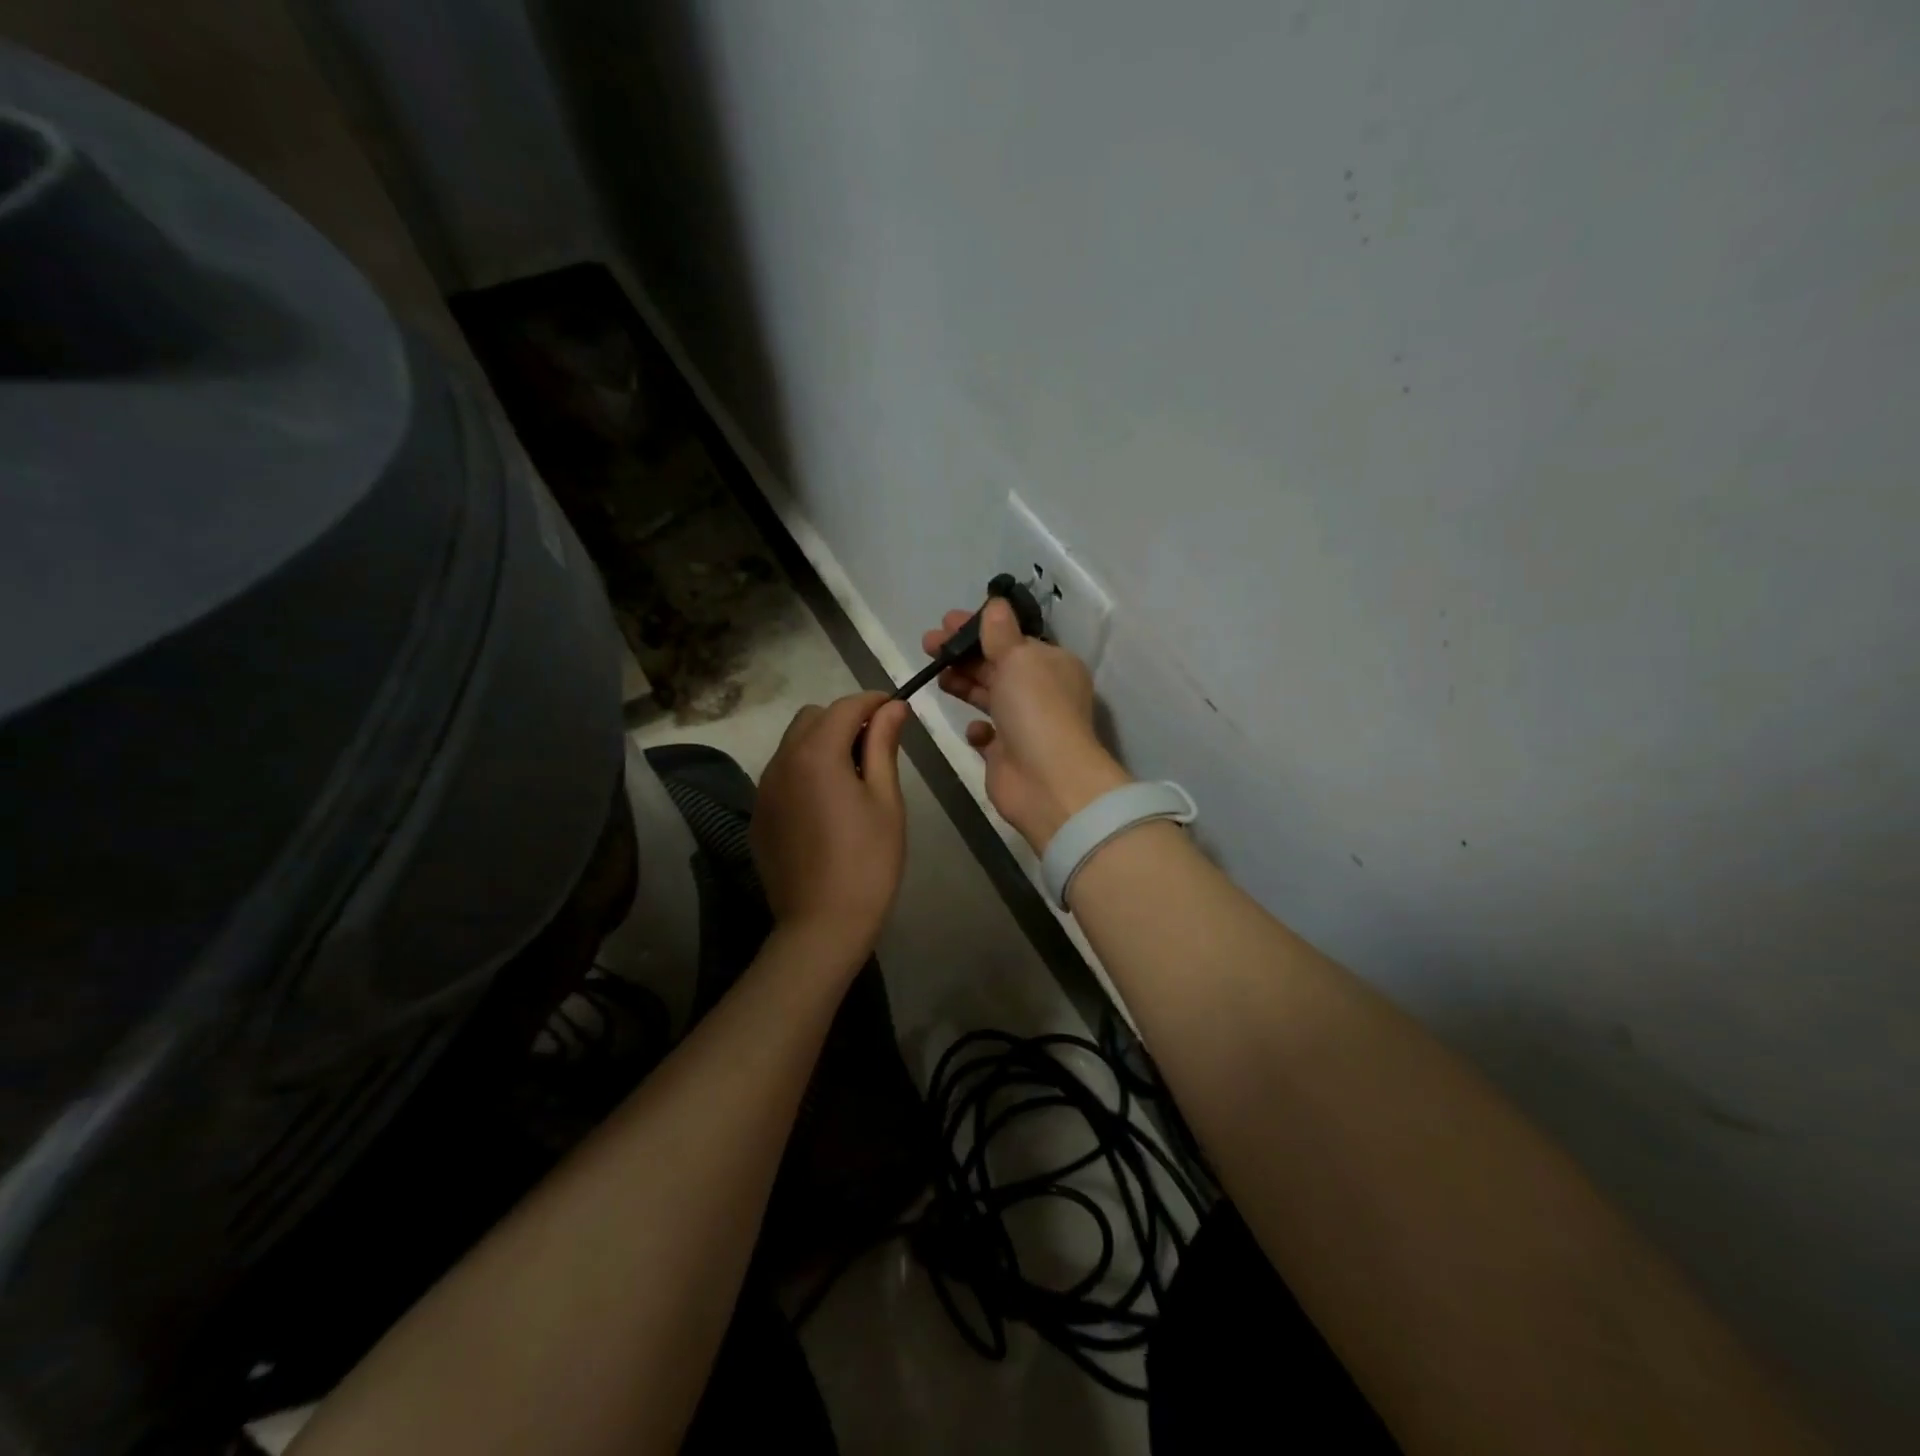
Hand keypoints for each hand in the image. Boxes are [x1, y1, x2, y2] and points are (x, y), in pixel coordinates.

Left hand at [751, 691, 911, 966]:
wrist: (821, 925)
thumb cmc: (868, 861)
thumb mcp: (886, 800)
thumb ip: (884, 746)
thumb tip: (892, 707)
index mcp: (816, 754)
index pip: (845, 706)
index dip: (873, 702)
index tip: (897, 711)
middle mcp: (781, 762)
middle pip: (811, 718)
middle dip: (844, 720)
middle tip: (877, 748)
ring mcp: (764, 790)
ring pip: (792, 745)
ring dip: (822, 744)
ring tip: (853, 778)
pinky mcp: (758, 816)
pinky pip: (781, 776)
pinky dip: (804, 772)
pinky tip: (826, 806)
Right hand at [922, 600, 1132, 850]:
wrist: (1047, 781)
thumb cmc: (1035, 709)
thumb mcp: (1019, 658)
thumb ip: (1001, 633)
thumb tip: (995, 605)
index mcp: (1052, 665)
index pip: (1014, 639)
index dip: (980, 629)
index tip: (947, 621)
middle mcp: (1041, 693)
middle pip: (996, 665)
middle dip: (963, 653)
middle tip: (928, 643)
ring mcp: (1024, 725)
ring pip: (989, 696)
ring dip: (963, 683)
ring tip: (935, 673)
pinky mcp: (1007, 755)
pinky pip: (987, 736)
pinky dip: (977, 729)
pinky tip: (972, 728)